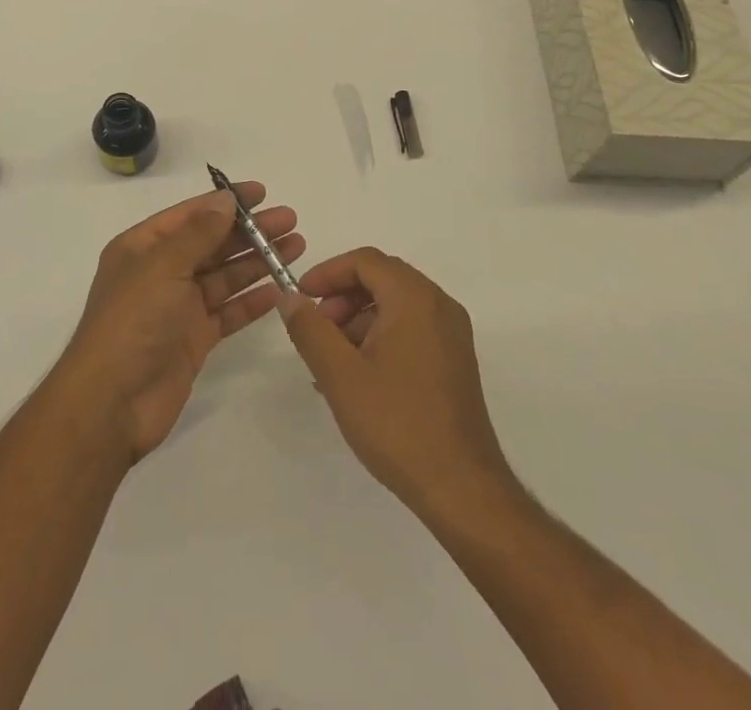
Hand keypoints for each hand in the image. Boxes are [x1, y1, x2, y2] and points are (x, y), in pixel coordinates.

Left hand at [51, 183, 302, 462]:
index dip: (226, 201)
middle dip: (250, 231)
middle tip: (290, 220)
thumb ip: (198, 233)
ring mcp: (177, 307)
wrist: (111, 403)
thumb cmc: (132, 322)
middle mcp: (160, 272)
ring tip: (296, 247)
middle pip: (212, 243)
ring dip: (257, 261)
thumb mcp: (163, 267)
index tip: (262, 193)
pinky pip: (228, 311)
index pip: (191, 214)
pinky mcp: (193, 339)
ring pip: (224, 276)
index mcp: (143, 247)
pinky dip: (252, 300)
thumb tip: (225, 199)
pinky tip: (279, 289)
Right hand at [280, 248, 511, 514]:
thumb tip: (288, 298)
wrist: (462, 489)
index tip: (301, 298)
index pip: (365, 261)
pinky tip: (358, 375)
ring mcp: (451, 333)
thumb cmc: (397, 424)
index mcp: (415, 298)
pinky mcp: (454, 359)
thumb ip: (310, 330)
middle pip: (381, 278)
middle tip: (316, 329)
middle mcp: (438, 305)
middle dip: (342, 297)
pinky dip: (380, 335)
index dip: (328, 273)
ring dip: (358, 318)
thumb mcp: (340, 375)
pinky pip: (411, 327)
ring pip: (395, 304)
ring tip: (332, 359)